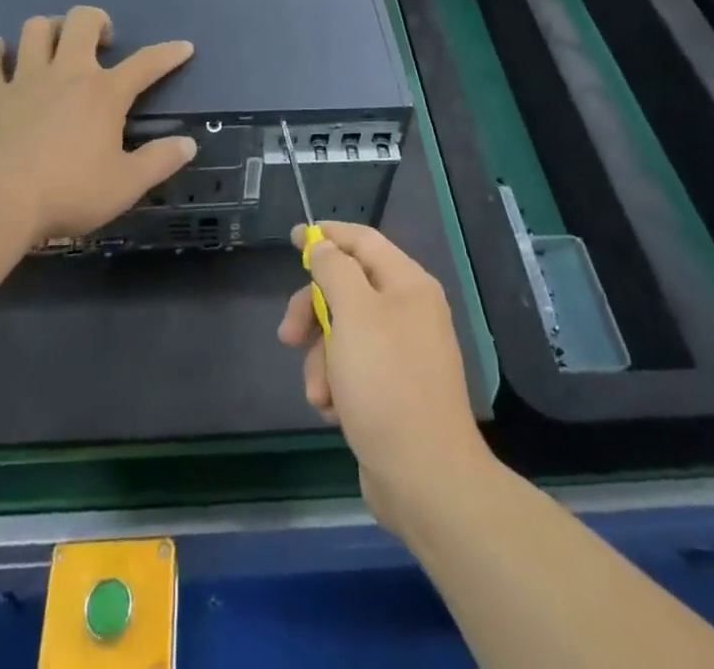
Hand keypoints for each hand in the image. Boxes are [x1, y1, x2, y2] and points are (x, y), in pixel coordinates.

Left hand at [0, 6, 195, 245]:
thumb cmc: (69, 192)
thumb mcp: (126, 185)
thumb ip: (160, 161)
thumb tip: (188, 143)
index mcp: (104, 93)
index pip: (146, 63)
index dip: (169, 53)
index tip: (184, 47)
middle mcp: (66, 73)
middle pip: (82, 21)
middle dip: (97, 20)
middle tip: (103, 42)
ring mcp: (24, 80)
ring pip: (36, 29)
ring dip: (50, 29)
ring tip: (56, 45)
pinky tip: (0, 53)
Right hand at [277, 221, 491, 535]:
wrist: (426, 477)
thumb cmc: (387, 383)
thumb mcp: (353, 314)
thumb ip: (334, 271)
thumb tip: (323, 246)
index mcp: (408, 284)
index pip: (363, 241)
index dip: (327, 236)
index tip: (293, 238)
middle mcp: (409, 311)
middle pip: (347, 289)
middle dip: (314, 312)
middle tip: (288, 336)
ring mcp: (403, 352)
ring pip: (344, 333)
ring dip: (322, 359)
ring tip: (320, 393)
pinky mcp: (393, 389)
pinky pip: (353, 368)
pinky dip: (337, 384)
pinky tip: (334, 410)